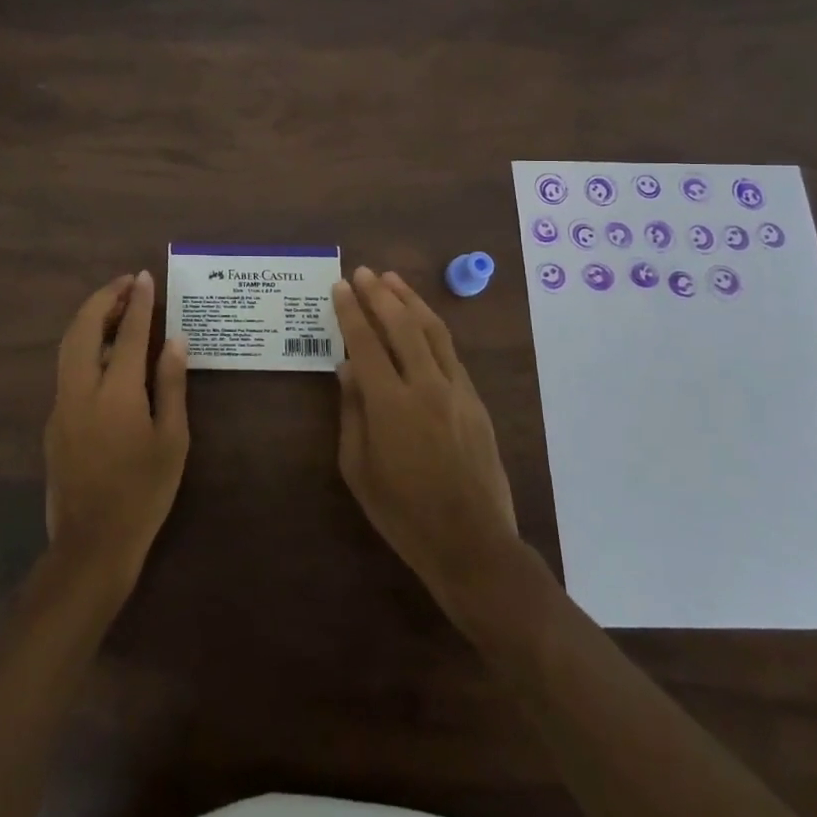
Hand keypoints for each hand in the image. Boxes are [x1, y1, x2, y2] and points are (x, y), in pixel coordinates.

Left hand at [44, 271, 189, 595]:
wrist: (92, 544)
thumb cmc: (144, 494)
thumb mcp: (172, 441)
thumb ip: (172, 385)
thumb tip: (175, 340)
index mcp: (117, 394)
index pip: (128, 334)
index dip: (138, 302)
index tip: (145, 277)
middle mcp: (81, 390)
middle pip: (85, 328)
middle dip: (104, 298)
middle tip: (127, 284)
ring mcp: (61, 404)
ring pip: (69, 345)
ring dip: (91, 318)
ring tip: (117, 306)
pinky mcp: (53, 420)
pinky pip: (67, 367)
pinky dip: (85, 344)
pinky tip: (105, 350)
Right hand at [333, 267, 523, 618]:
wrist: (472, 544)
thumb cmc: (403, 513)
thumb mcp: (359, 468)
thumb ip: (352, 412)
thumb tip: (347, 368)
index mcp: (391, 404)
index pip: (366, 342)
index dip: (351, 311)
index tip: (340, 286)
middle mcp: (426, 387)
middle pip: (403, 326)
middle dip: (381, 294)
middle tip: (364, 272)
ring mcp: (457, 391)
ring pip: (434, 331)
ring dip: (412, 301)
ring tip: (394, 280)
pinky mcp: (476, 401)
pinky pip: (451, 353)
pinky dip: (433, 328)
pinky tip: (422, 321)